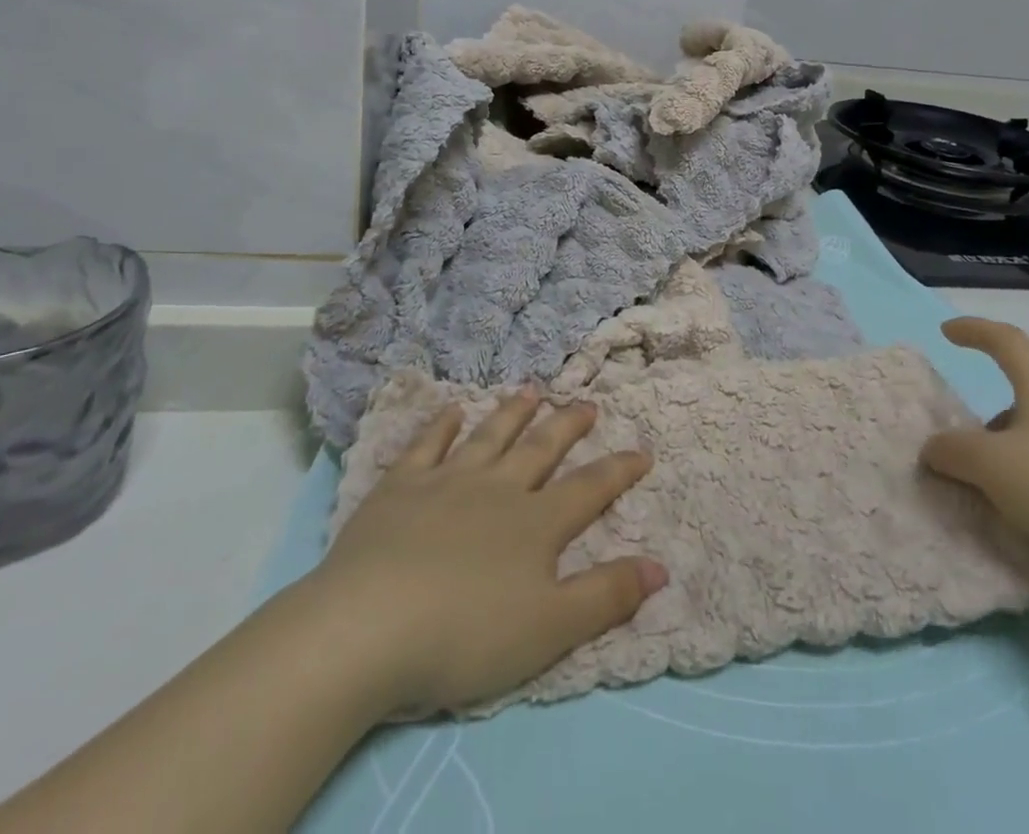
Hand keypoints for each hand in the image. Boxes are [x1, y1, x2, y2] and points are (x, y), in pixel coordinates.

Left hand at [305, 387, 665, 717]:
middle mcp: (497, 489)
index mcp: (535, 524)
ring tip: (531, 391)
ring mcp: (447, 481)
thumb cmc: (466, 636)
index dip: (618, 470)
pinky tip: (450, 410)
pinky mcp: (400, 486)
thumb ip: (606, 596)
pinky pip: (427, 444)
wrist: (369, 627)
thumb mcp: (550, 629)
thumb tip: (660, 566)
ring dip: (513, 413)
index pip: (588, 489)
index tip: (642, 450)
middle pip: (541, 449)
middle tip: (587, 403)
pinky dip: (441, 425)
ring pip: (489, 436)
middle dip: (568, 426)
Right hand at [920, 318, 1028, 625]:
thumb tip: (935, 448)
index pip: (1005, 340)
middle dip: (988, 416)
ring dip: (1011, 453)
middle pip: (1025, 392)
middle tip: (963, 443)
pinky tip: (1027, 518)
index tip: (947, 333)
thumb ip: (952, 450)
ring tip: (989, 490)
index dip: (974, 330)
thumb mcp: (990, 466)